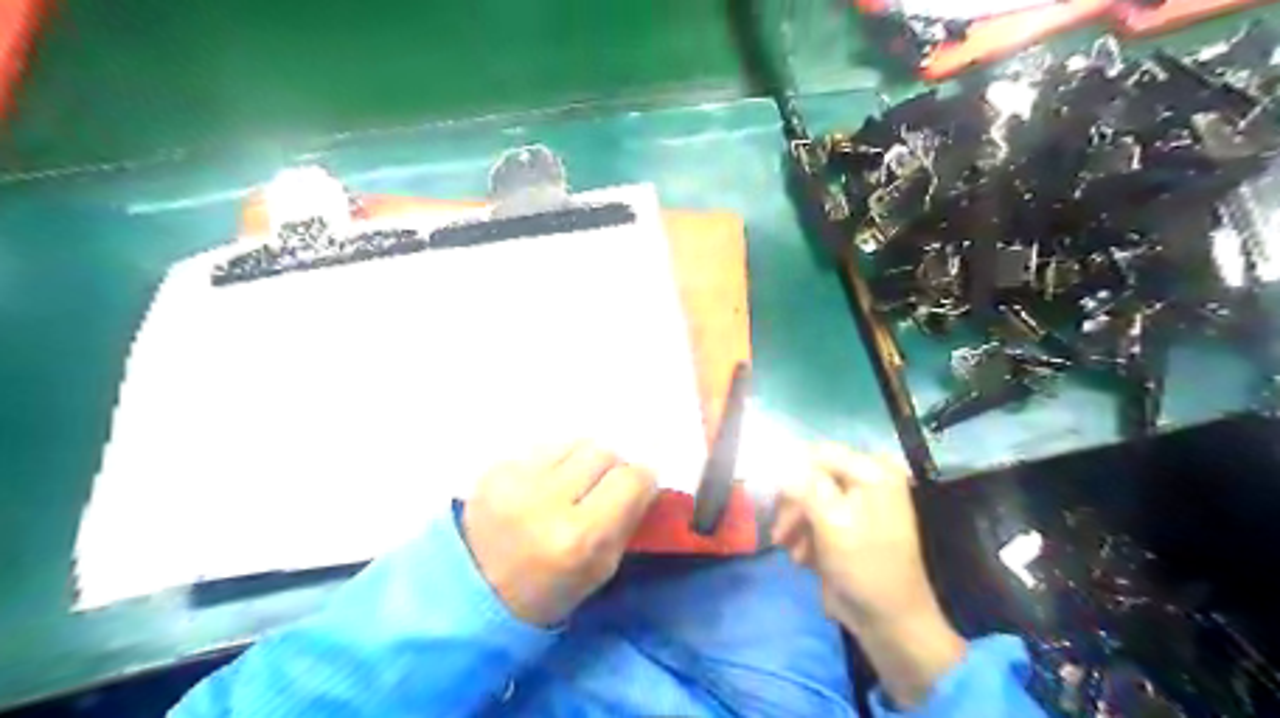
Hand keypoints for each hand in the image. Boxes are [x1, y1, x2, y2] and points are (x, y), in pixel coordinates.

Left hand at [463, 443, 658, 629]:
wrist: (470, 591)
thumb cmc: (547, 591)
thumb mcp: (600, 570)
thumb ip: (627, 520)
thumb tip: (644, 480)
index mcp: (579, 537)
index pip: (632, 478)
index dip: (641, 482)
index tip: (636, 491)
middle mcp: (547, 500)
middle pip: (604, 452)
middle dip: (611, 469)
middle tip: (601, 491)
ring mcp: (516, 479)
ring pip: (575, 442)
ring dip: (581, 461)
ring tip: (569, 486)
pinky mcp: (495, 468)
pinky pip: (544, 447)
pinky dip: (553, 463)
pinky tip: (541, 487)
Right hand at [763, 444, 965, 706]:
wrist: (889, 621)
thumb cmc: (864, 567)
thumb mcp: (832, 522)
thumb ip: (806, 486)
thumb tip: (780, 461)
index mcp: (873, 472)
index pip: (820, 453)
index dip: (791, 470)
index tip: (768, 494)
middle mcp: (869, 480)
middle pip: (814, 476)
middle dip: (793, 504)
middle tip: (779, 532)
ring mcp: (860, 503)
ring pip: (811, 498)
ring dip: (796, 523)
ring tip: (789, 550)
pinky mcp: (850, 526)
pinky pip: (818, 517)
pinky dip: (806, 534)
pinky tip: (802, 557)